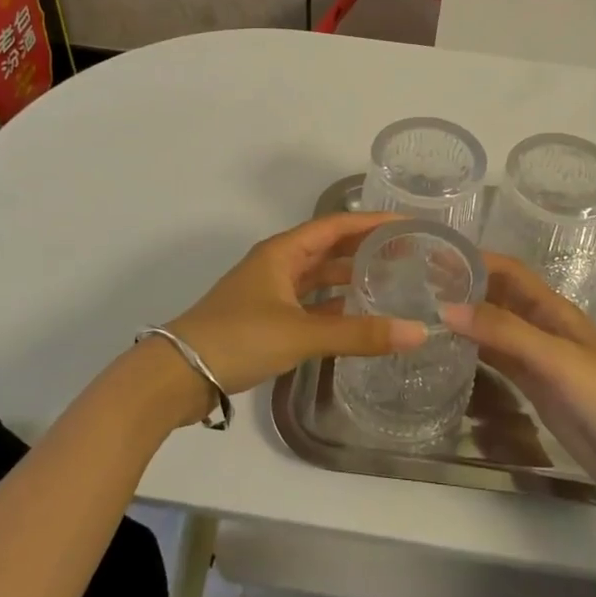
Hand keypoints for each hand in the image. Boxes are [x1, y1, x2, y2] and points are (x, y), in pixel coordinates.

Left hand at [161, 212, 427, 417]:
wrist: (177, 375)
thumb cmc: (239, 338)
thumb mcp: (301, 334)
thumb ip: (358, 334)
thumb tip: (418, 333)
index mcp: (283, 251)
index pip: (336, 225)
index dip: (372, 221)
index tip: (409, 223)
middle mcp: (277, 264)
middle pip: (329, 248)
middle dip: (365, 248)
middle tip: (409, 253)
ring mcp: (270, 292)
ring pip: (319, 276)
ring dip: (350, 277)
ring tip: (391, 281)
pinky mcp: (266, 319)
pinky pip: (309, 303)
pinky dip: (334, 306)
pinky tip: (358, 316)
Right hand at [445, 255, 595, 511]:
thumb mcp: (557, 360)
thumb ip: (505, 333)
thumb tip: (446, 307)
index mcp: (553, 310)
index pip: (508, 272)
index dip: (474, 259)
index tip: (432, 255)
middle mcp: (543, 328)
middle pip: (498, 297)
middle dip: (463, 286)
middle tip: (414, 285)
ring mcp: (540, 361)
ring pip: (495, 329)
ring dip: (465, 318)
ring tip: (421, 313)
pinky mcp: (537, 390)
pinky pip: (499, 362)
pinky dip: (475, 353)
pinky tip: (449, 354)